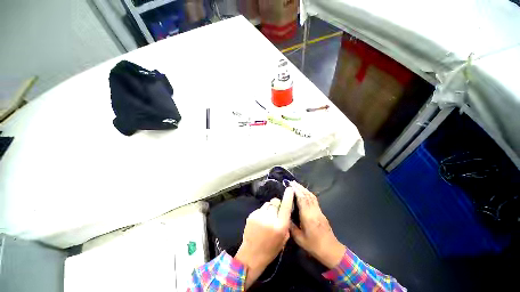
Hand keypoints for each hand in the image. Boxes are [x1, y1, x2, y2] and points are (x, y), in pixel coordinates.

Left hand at [234, 187, 293, 288]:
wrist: (251, 255)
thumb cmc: (271, 250)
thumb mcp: (284, 239)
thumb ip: (285, 223)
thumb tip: (284, 209)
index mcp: (280, 226)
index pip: (286, 206)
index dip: (288, 196)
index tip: (289, 189)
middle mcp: (270, 219)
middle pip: (275, 202)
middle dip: (277, 205)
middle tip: (275, 213)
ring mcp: (259, 216)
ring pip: (267, 204)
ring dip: (269, 208)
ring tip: (267, 218)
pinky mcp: (251, 215)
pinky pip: (260, 209)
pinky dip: (262, 212)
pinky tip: (260, 221)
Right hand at [289, 182, 345, 268]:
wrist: (331, 250)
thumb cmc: (314, 245)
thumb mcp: (299, 238)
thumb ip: (291, 226)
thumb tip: (285, 216)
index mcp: (308, 216)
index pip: (302, 199)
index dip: (296, 191)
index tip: (290, 185)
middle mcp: (314, 211)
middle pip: (307, 195)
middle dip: (299, 187)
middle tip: (292, 182)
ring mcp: (319, 211)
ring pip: (311, 196)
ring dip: (304, 189)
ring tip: (297, 185)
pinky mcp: (321, 213)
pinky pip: (314, 199)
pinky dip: (308, 193)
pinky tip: (305, 192)